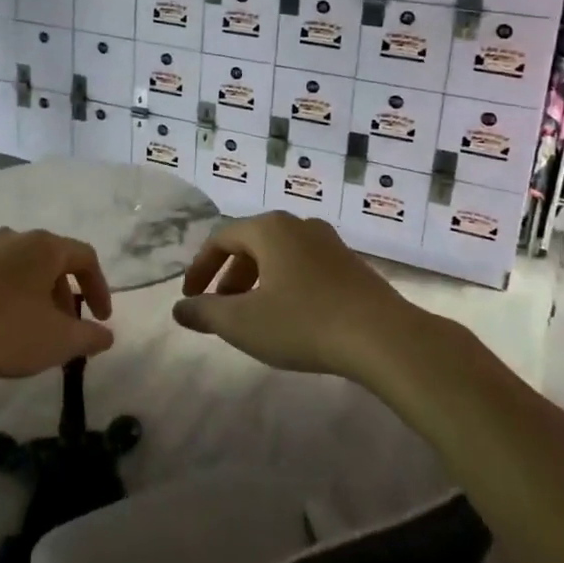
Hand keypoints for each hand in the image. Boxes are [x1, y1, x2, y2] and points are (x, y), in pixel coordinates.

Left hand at [0, 227, 114, 381]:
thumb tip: (106, 334)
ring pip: (22, 268)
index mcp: (44, 246)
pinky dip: (8, 295)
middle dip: (65, 296)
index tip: (101, 319)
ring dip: (36, 296)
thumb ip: (90, 336)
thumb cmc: (4, 331)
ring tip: (33, 330)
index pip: (85, 257)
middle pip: (52, 261)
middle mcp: (14, 236)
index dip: (100, 288)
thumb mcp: (58, 341)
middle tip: (66, 329)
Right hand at [173, 213, 413, 377]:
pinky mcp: (351, 266)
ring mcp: (329, 243)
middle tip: (220, 308)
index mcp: (270, 228)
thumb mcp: (243, 322)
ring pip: (279, 256)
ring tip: (252, 315)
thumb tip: (180, 308)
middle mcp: (299, 225)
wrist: (384, 338)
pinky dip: (285, 285)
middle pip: (251, 244)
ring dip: (257, 282)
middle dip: (229, 276)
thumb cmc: (304, 323)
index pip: (221, 239)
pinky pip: (304, 267)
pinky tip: (290, 317)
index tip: (190, 297)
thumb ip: (205, 312)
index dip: (200, 268)